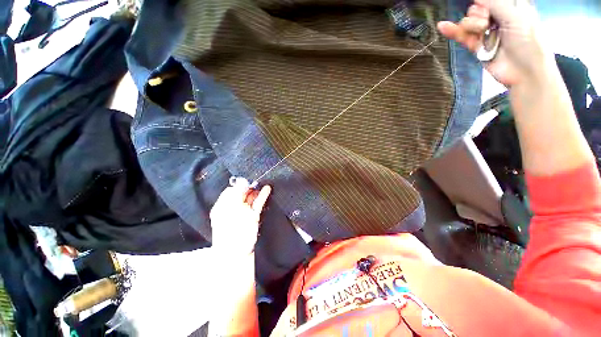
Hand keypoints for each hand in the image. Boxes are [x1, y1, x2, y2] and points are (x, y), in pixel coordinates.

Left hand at [210, 178, 271, 258]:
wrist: (237, 252)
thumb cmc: (231, 229)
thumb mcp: (231, 208)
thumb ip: (237, 193)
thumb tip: (242, 182)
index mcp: (222, 206)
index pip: (230, 191)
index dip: (238, 185)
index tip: (246, 180)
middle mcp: (233, 208)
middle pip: (241, 194)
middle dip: (248, 187)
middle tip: (255, 180)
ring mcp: (244, 213)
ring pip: (250, 199)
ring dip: (256, 191)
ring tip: (262, 183)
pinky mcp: (253, 217)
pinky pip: (257, 204)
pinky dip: (262, 196)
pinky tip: (267, 189)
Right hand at [437, 0, 548, 86]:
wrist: (524, 72)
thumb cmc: (528, 41)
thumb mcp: (515, 16)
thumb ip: (496, 3)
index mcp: (510, 7)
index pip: (489, 0)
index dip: (484, 2)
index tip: (486, 8)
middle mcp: (497, 18)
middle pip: (477, 9)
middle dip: (478, 14)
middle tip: (487, 23)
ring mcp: (486, 33)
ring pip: (469, 22)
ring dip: (471, 25)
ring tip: (481, 31)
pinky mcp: (477, 46)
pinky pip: (462, 36)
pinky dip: (452, 31)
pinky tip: (442, 26)